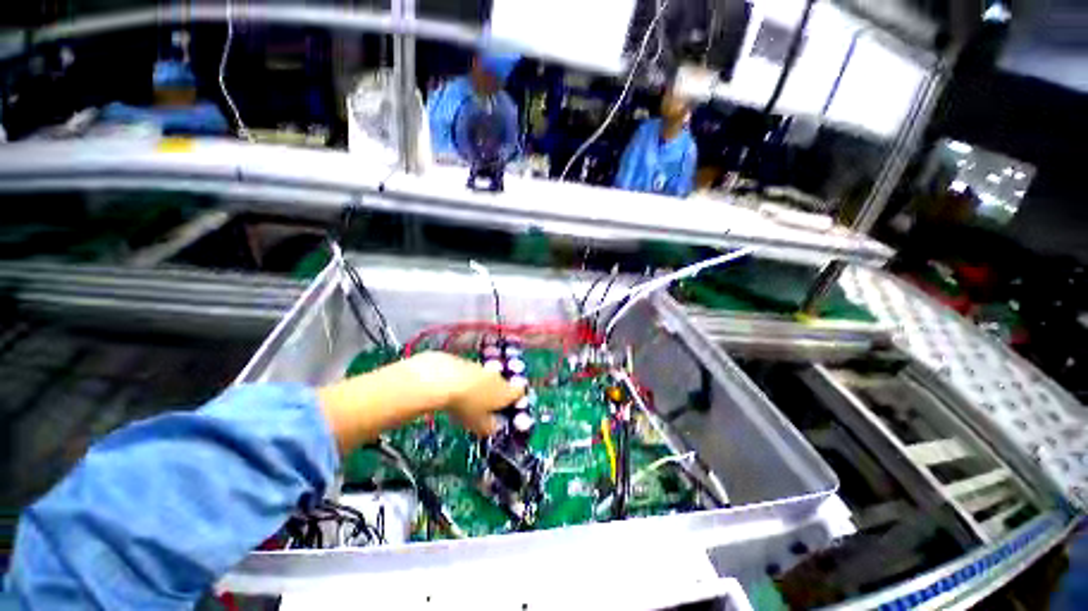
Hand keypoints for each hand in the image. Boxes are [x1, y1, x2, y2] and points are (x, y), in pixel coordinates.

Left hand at [317, 352, 523, 453]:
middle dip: (495, 394)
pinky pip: (469, 373)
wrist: (440, 380)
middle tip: (483, 408)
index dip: (516, 400)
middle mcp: (496, 376)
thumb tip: (494, 426)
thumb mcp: (480, 425)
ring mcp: (479, 367)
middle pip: (501, 384)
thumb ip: (491, 427)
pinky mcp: (462, 361)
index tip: (508, 408)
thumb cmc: (465, 406)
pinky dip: (464, 380)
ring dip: (478, 387)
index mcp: (505, 391)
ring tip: (463, 400)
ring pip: (484, 378)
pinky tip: (450, 390)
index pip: (519, 392)